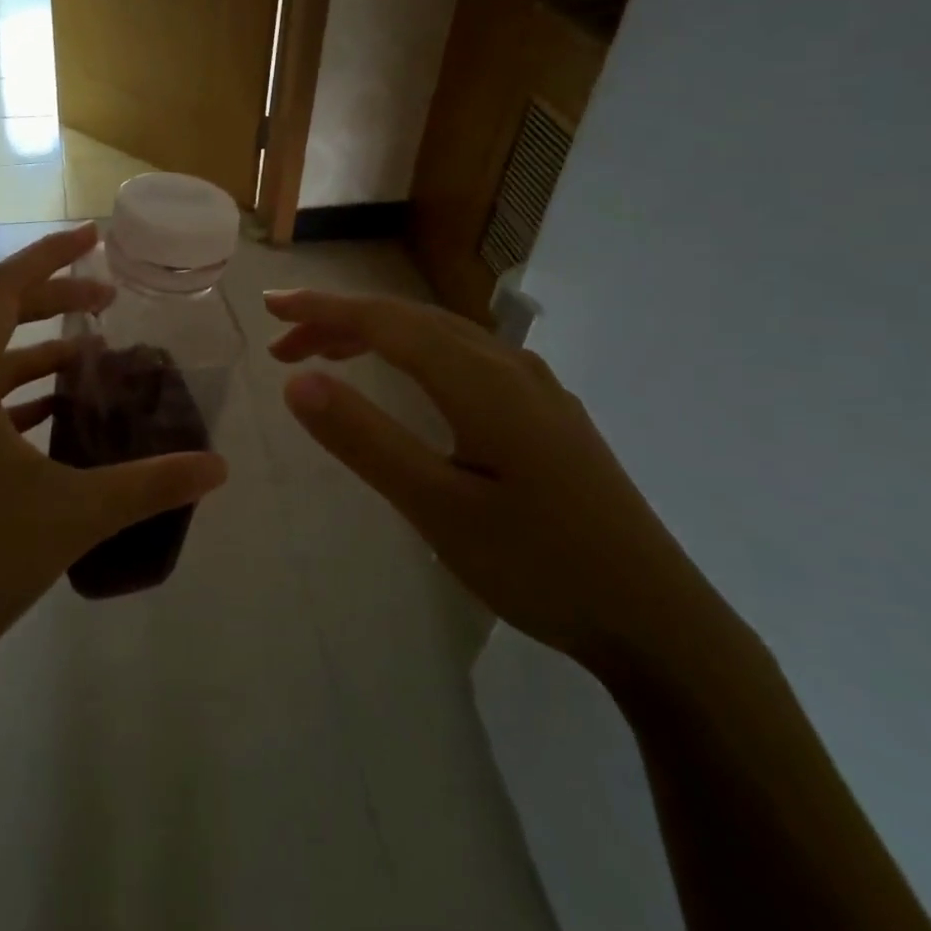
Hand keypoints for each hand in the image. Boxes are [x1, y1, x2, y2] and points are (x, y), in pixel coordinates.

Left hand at [0, 224, 228, 716]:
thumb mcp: (74, 513)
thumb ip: (151, 483)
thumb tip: (219, 467)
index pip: (1, 290)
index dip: (50, 257)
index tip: (94, 237)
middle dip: (50, 301)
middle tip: (107, 299)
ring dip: (32, 352)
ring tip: (90, 357)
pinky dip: (10, 393)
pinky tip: (48, 413)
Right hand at [264, 290, 727, 675]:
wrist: (660, 623)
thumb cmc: (541, 567)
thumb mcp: (437, 508)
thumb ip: (365, 440)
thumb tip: (297, 381)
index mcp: (482, 381)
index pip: (385, 322)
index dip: (322, 309)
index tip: (269, 308)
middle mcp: (510, 367)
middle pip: (411, 320)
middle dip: (341, 321)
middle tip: (284, 344)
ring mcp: (537, 389)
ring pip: (442, 336)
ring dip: (379, 335)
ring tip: (329, 357)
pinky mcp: (549, 415)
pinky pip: (467, 358)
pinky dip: (416, 354)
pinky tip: (410, 382)